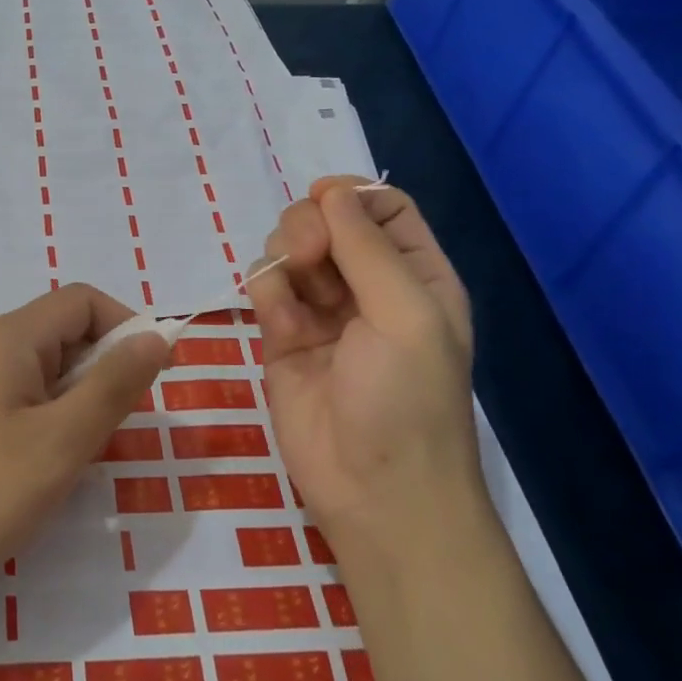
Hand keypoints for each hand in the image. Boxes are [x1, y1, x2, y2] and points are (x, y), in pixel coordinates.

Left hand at [0, 284, 168, 590]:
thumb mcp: (63, 440)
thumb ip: (114, 384)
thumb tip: (157, 336)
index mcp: (10, 338)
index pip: (83, 301)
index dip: (127, 327)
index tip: (155, 377)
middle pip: (64, 331)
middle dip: (105, 367)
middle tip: (119, 425)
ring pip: (47, 369)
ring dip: (80, 398)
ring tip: (85, 450)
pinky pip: (24, 398)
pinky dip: (53, 418)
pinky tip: (51, 463)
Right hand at [248, 177, 478, 543]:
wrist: (373, 490)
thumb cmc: (406, 400)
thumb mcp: (406, 314)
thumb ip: (367, 248)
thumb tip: (331, 191)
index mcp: (415, 275)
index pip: (382, 207)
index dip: (351, 196)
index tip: (322, 200)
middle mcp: (368, 286)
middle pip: (327, 221)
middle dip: (308, 226)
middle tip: (305, 254)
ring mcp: (322, 311)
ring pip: (289, 250)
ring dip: (282, 257)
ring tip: (290, 293)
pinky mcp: (282, 336)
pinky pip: (266, 288)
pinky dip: (266, 292)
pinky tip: (278, 324)